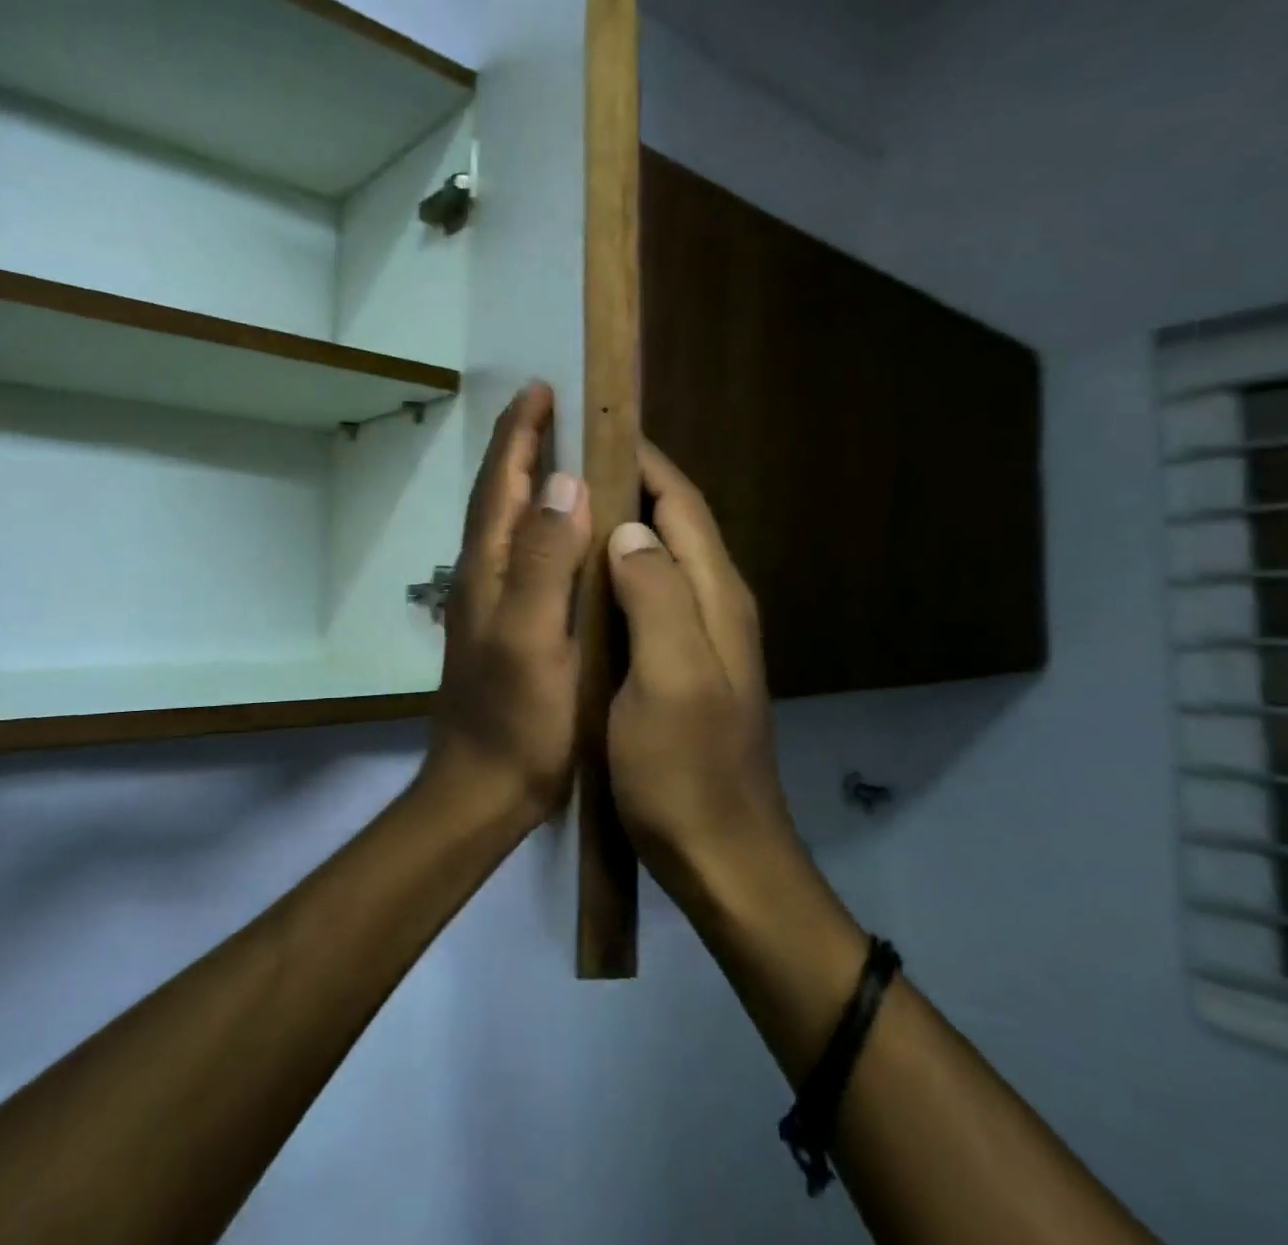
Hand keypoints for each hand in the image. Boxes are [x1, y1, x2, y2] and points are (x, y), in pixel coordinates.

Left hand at [425, 382, 591, 827]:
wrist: (482, 789)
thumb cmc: (515, 719)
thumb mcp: (532, 637)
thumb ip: (542, 560)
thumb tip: (562, 482)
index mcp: (488, 569)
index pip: (501, 483)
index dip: (520, 434)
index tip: (540, 388)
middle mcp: (482, 575)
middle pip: (496, 495)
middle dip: (519, 446)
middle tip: (547, 407)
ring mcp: (490, 602)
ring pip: (505, 523)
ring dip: (524, 480)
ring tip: (555, 451)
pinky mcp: (505, 626)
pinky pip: (520, 554)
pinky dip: (536, 523)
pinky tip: (558, 531)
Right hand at [606, 442, 800, 893]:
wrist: (721, 858)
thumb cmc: (686, 771)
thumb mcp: (669, 678)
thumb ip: (656, 595)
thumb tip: (629, 528)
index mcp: (714, 597)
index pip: (681, 505)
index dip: (644, 462)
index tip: (597, 428)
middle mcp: (715, 605)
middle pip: (674, 524)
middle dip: (629, 485)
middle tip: (568, 462)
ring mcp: (700, 637)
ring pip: (659, 559)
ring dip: (622, 525)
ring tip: (566, 507)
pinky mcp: (681, 665)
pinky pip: (648, 596)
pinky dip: (617, 571)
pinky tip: (580, 579)